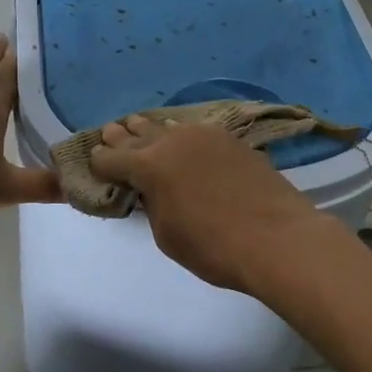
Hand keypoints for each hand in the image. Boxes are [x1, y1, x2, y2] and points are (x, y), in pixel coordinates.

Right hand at [87, 115, 336, 294]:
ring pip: (168, 127)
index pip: (111, 158)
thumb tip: (153, 191)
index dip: (99, 162)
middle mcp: (172, 141)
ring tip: (138, 125)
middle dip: (122, 137)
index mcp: (148, 165)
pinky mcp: (231, 140)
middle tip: (110, 132)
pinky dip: (181, 134)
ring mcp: (204, 136)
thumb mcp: (167, 234)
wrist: (277, 238)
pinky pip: (195, 132)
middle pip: (138, 135)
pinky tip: (181, 137)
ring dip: (150, 129)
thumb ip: (152, 205)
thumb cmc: (214, 246)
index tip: (94, 162)